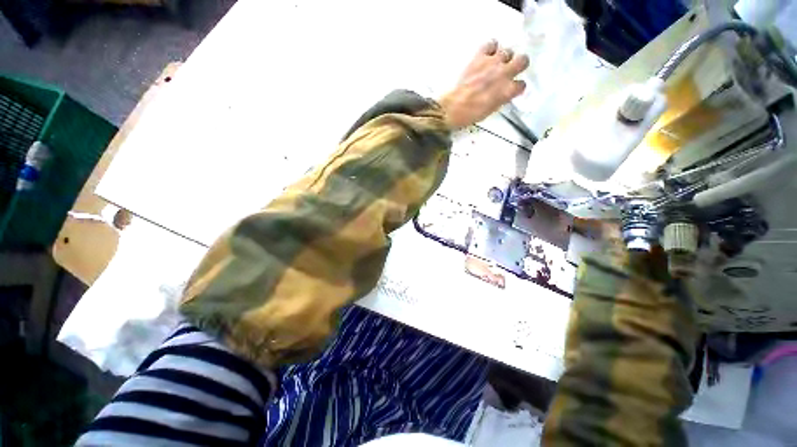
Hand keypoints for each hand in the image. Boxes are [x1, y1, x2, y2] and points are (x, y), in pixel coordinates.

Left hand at [438, 41, 529, 128]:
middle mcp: (504, 73)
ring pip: (508, 51)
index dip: (516, 87)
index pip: (521, 84)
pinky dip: (490, 48)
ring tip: (495, 64)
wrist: (454, 107)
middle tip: (510, 70)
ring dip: (503, 57)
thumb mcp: (491, 110)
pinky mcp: (480, 56)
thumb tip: (505, 93)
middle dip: (518, 65)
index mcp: (508, 91)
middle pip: (523, 60)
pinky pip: (491, 44)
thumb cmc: (471, 113)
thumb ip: (502, 98)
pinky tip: (486, 55)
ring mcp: (493, 63)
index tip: (512, 88)